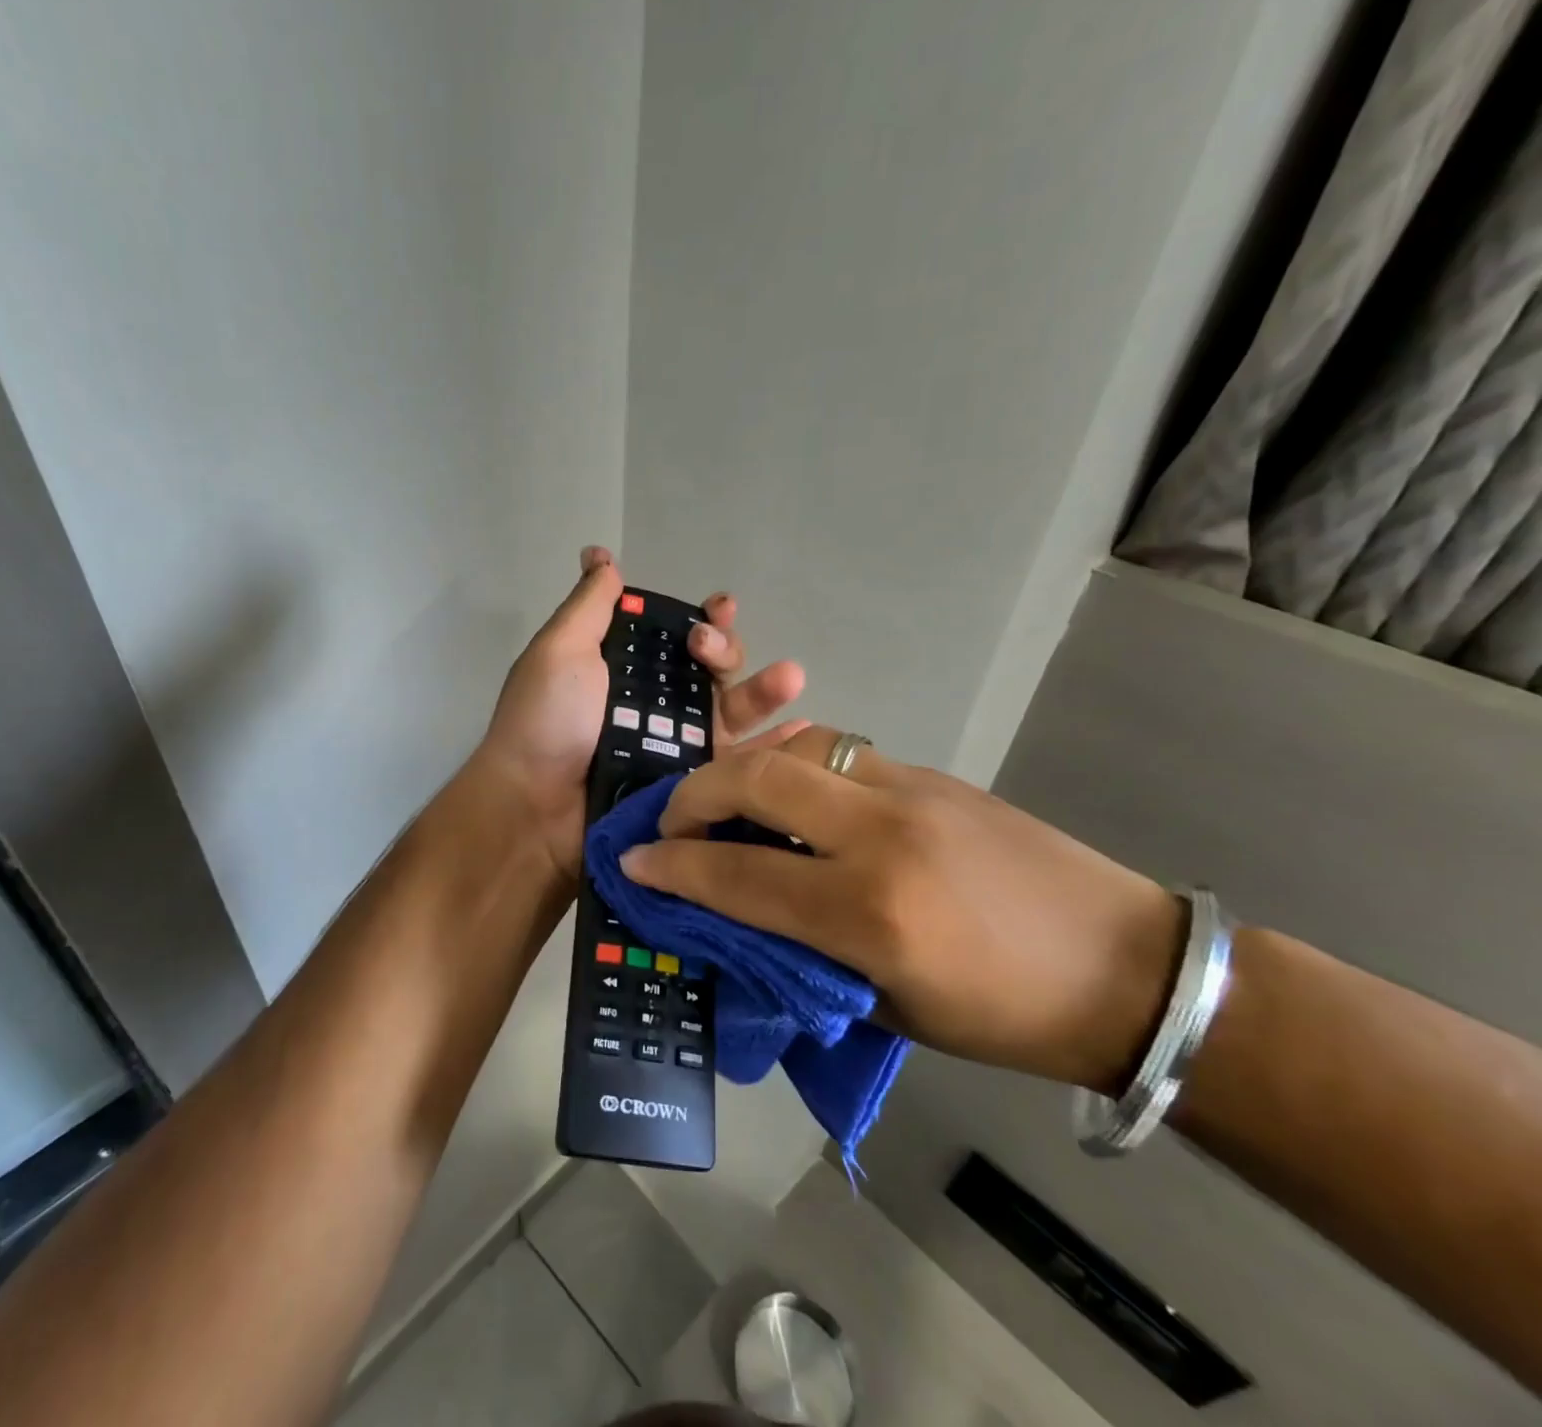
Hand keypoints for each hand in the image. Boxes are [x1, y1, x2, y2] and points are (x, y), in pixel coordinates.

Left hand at [477, 546, 807, 880]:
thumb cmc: (545, 722)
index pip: (677, 635)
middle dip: (725, 650)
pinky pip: (739, 765)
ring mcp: (676, 747)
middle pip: (711, 670)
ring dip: (765, 691)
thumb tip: (599, 553)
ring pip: (732, 713)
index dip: (704, 619)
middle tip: (709, 650)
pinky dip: (774, 749)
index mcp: (626, 669)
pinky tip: (806, 732)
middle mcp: (655, 704)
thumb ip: (589, 605)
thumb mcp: (560, 650)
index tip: (719, 608)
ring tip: (790, 678)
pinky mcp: (692, 788)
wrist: (535, 810)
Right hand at [617, 727, 1184, 1093]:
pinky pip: (838, 752)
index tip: (633, 863)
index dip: (673, 868)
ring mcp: (911, 791)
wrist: (1128, 967)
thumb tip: (731, 918)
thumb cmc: (1003, 1014)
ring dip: (743, 770)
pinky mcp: (931, 774)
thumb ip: (800, 954)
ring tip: (727, 804)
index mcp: (872, 915)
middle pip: (757, 779)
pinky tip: (791, 798)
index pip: (739, 877)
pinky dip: (794, 767)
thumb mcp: (887, 1007)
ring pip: (795, 749)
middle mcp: (883, 836)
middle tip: (673, 822)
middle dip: (694, 793)